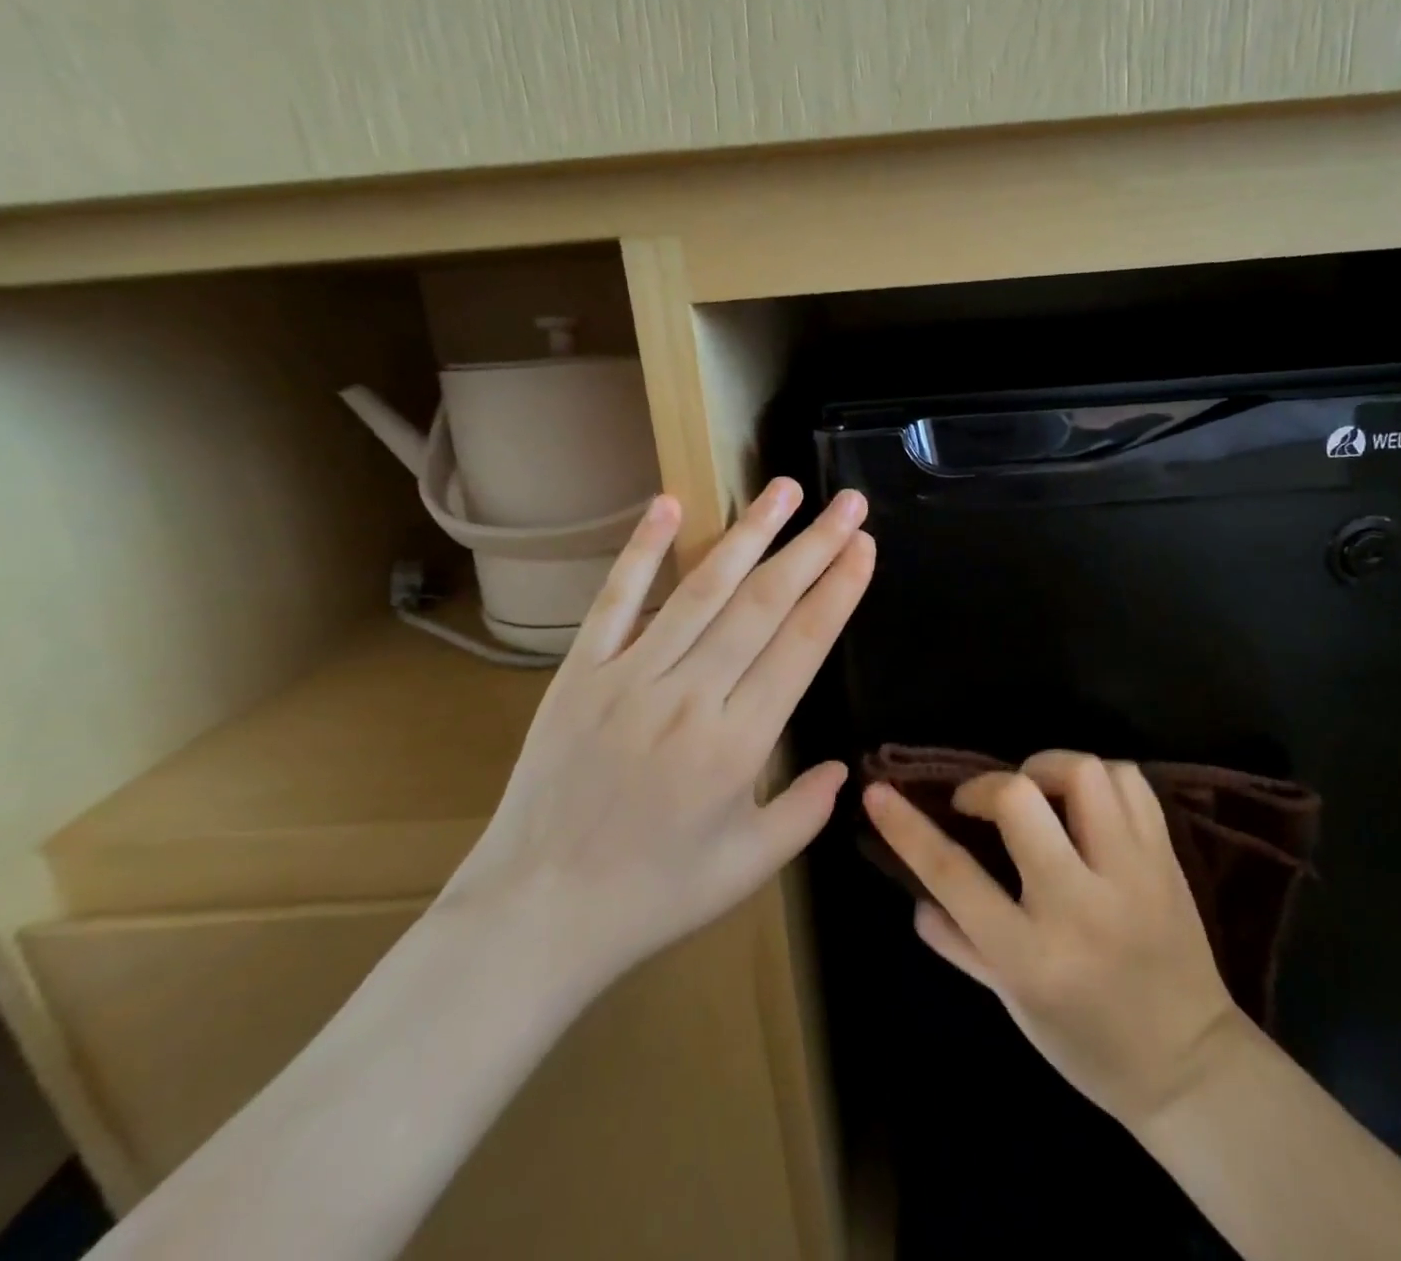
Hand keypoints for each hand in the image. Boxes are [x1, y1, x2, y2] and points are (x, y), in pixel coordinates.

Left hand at [442, 477, 874, 992]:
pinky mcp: (580, 673)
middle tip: (848, 503)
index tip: (863, 546)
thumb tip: (844, 766)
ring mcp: (630, 677)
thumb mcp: (748, 868)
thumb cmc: (653, 895)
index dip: (838, 589)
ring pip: (701, 589)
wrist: (537, 913)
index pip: (802, 645)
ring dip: (748, 533)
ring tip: (784, 489)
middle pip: (763, 604)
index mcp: (738, 744)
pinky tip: (670, 505)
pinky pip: (616, 601)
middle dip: (813, 547)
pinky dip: (642, 550)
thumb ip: (805, 812)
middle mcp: (690, 696)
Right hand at [863, 750, 1237, 1128]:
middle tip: (983, 802)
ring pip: (1084, 774)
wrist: (1191, 1066)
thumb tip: (916, 898)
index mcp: (1030, 955)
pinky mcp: (1166, 859)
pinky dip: (1099, 776)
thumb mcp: (1012, 1005)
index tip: (877, 792)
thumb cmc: (1087, 1045)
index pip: (953, 875)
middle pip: (1020, 801)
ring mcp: (1131, 875)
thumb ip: (960, 944)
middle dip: (987, 785)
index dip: (906, 827)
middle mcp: (1079, 905)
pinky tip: (1084, 800)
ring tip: (1038, 791)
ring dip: (1047, 767)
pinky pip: (1130, 782)